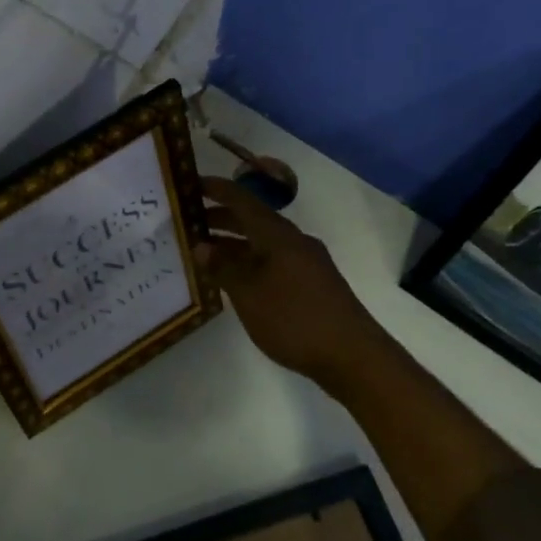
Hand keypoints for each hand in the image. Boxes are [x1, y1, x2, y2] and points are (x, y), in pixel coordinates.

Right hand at [195, 175, 382, 389]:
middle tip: (188, 223)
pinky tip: (235, 279)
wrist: (352, 355)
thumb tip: (201, 245)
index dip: (216, 190)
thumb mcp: (248, 294)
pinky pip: (272, 261)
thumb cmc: (294, 319)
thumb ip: (223, 268)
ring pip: (262, 242)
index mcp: (277, 235)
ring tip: (204, 252)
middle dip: (220, 218)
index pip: (242, 200)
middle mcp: (293, 241)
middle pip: (252, 220)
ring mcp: (305, 262)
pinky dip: (249, 261)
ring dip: (233, 243)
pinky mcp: (311, 283)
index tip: (189, 185)